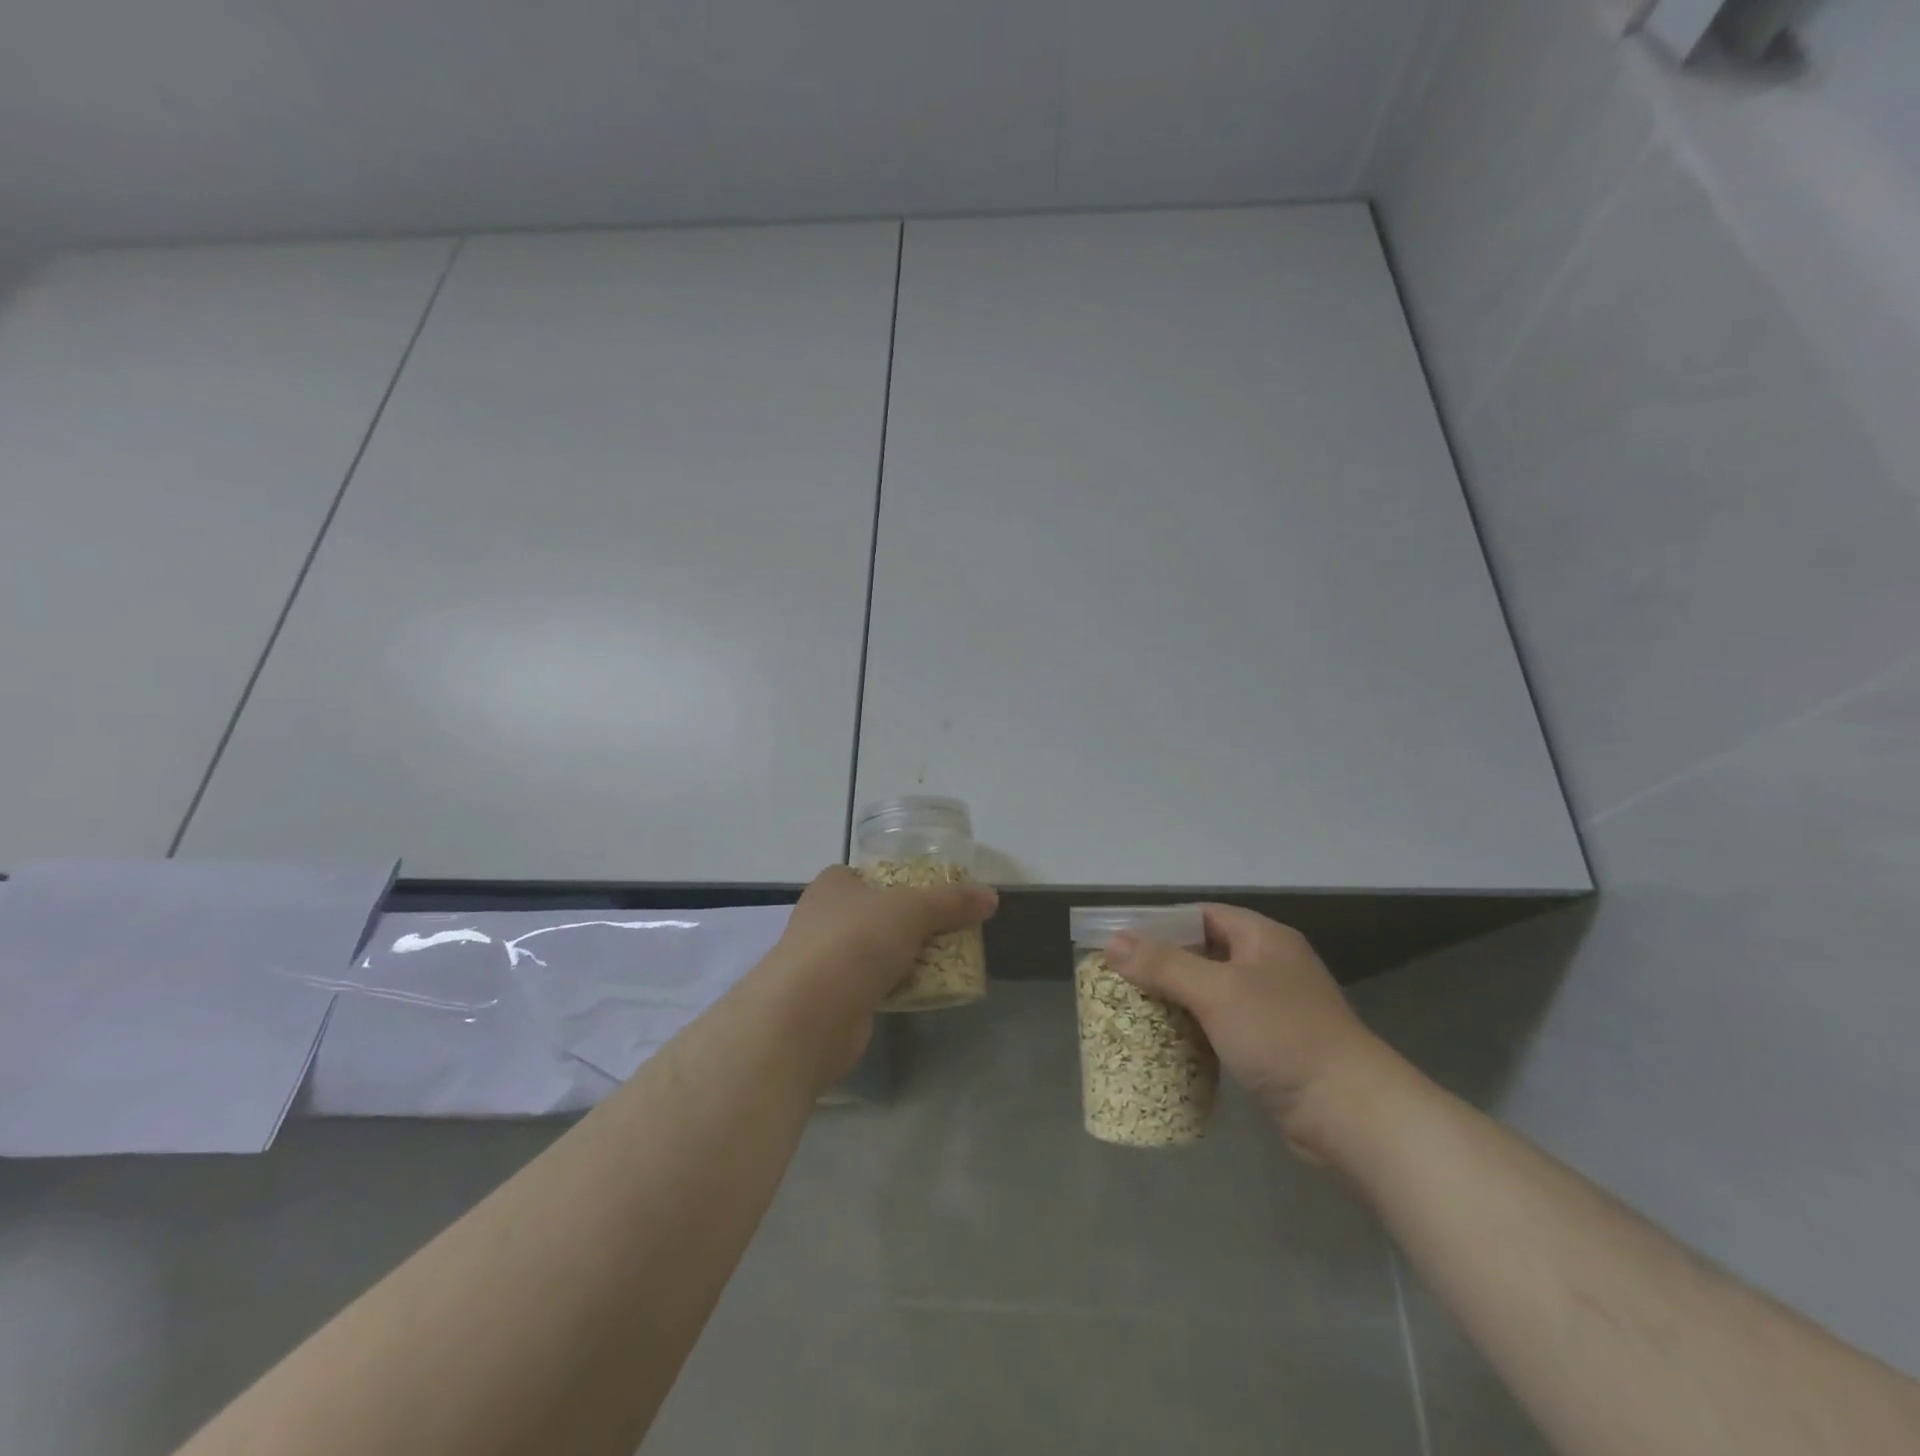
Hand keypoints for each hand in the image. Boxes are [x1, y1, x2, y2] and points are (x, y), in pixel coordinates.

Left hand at [770, 866, 997, 1084]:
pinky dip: (897, 987)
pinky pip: (875, 985)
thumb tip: (991, 897)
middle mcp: (824, 918)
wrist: (807, 1016)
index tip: (938, 895)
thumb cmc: (854, 942)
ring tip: (949, 960)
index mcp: (834, 885)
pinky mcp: (832, 1000)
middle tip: (952, 929)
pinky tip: (924, 991)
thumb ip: (951, 901)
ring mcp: (825, 961)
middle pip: (879, 914)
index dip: (904, 881)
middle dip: (913, 923)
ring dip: (907, 957)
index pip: (872, 874)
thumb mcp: (912, 910)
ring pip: (878, 952)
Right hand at [1107, 905, 1394, 1163]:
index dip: (1162, 923)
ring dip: (1178, 999)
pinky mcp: (1274, 1045)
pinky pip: (1225, 1024)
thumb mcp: (1216, 992)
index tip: (1123, 940)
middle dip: (1164, 964)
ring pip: (1213, 991)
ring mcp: (1275, 1007)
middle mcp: (1270, 965)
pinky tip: (1170, 1043)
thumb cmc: (1281, 1035)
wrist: (1350, 1112)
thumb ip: (1163, 964)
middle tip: (1121, 978)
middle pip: (1205, 952)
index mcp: (1264, 938)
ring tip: (1135, 1009)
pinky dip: (1197, 1029)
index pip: (1202, 915)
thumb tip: (1112, 942)